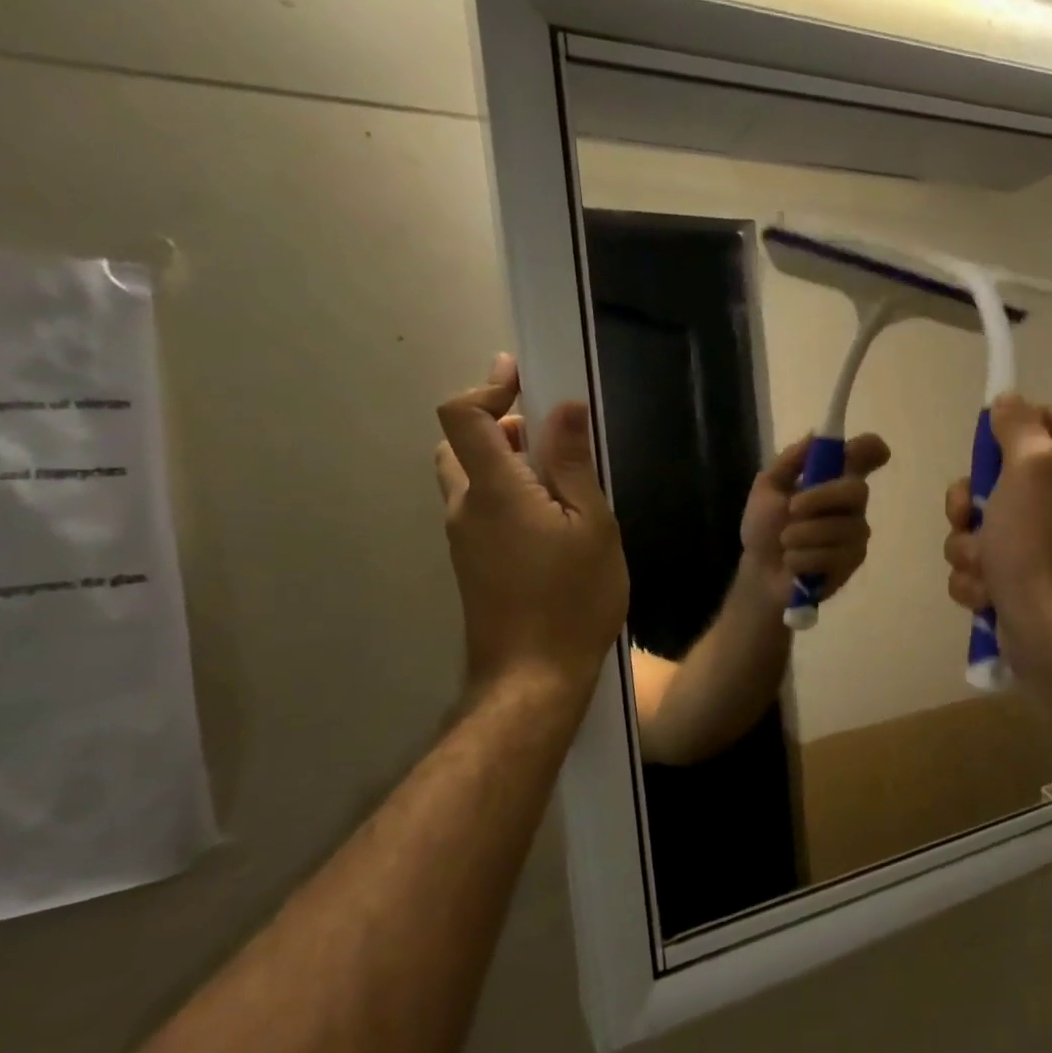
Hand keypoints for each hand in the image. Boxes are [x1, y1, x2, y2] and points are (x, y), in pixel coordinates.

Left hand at [434, 354, 627, 693]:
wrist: (532, 678)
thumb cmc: (573, 599)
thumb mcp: (592, 527)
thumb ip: (574, 465)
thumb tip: (563, 408)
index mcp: (494, 490)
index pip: (463, 416)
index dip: (488, 386)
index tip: (520, 374)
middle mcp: (465, 507)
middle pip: (459, 443)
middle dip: (497, 423)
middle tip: (545, 431)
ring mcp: (463, 538)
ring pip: (467, 478)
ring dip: (501, 460)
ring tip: (558, 475)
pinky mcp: (471, 562)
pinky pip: (479, 508)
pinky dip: (505, 492)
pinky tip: (550, 517)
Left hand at [741, 433, 890, 607]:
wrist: (759, 572)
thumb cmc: (765, 528)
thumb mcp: (767, 488)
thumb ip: (790, 461)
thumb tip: (816, 434)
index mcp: (833, 480)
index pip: (864, 457)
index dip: (871, 449)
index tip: (874, 449)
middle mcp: (851, 504)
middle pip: (856, 490)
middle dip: (821, 498)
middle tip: (792, 508)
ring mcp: (855, 534)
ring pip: (840, 527)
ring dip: (802, 535)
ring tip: (786, 544)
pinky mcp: (852, 562)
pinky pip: (833, 555)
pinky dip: (804, 559)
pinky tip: (795, 563)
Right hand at [943, 394, 1051, 678]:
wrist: (1050, 631)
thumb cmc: (1041, 544)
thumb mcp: (1033, 468)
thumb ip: (1020, 427)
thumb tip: (1008, 400)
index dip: (1033, 416)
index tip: (996, 430)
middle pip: (1002, 476)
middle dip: (968, 496)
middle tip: (966, 510)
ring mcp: (1034, 546)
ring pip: (977, 526)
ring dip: (966, 546)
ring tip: (983, 566)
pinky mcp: (1013, 581)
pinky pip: (975, 566)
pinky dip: (974, 580)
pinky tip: (986, 594)